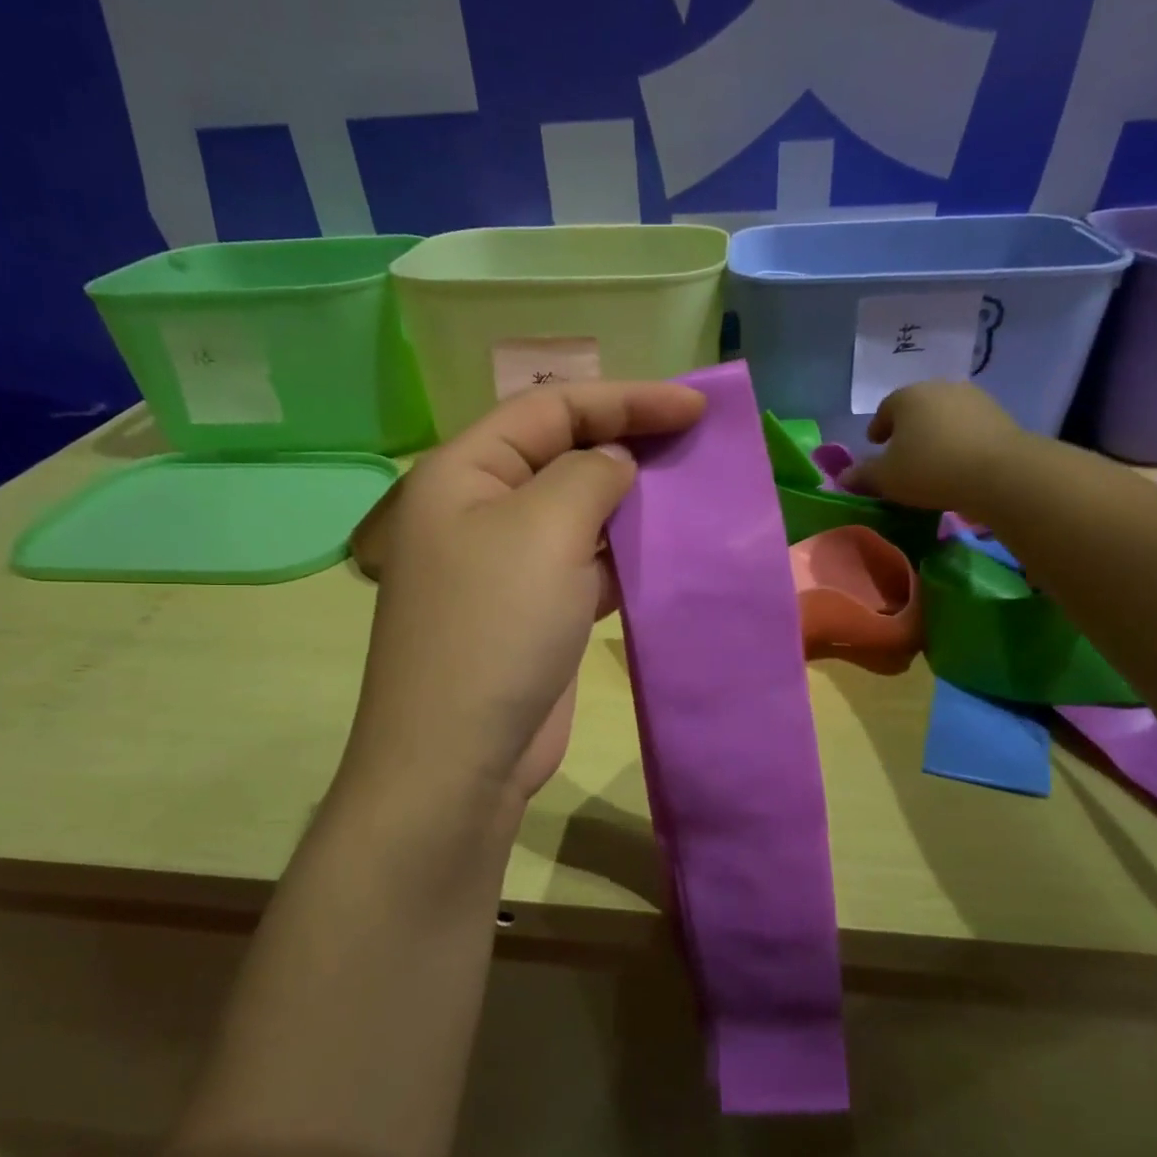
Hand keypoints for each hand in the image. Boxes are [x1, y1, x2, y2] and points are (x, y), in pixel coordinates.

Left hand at [346, 381, 706, 813]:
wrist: (459, 757)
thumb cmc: (495, 628)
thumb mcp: (544, 529)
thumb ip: (589, 475)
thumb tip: (614, 465)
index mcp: (465, 472)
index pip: (551, 408)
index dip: (626, 399)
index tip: (694, 408)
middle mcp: (480, 509)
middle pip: (564, 455)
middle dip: (630, 444)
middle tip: (697, 444)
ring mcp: (506, 565)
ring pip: (579, 511)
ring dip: (632, 501)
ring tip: (693, 492)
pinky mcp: (534, 611)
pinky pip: (586, 563)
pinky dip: (625, 553)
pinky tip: (667, 550)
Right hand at [838, 381, 1030, 515]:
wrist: (1000, 472)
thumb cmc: (930, 469)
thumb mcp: (886, 478)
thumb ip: (863, 475)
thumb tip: (844, 477)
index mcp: (907, 396)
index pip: (885, 409)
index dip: (878, 428)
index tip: (875, 445)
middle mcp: (940, 388)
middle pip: (916, 408)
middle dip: (907, 429)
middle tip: (901, 454)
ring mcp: (974, 398)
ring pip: (944, 416)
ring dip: (935, 434)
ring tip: (931, 460)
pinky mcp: (999, 415)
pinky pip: (969, 427)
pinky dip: (959, 440)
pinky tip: (957, 462)